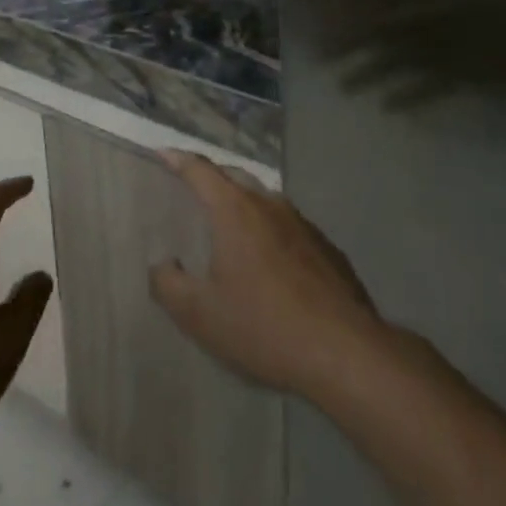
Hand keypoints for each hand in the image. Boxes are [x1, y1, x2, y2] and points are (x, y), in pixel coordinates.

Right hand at [149, 151, 380, 397]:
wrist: (345, 351)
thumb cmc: (264, 326)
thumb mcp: (201, 315)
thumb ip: (169, 286)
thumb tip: (160, 266)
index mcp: (234, 210)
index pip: (199, 170)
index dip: (178, 159)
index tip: (162, 153)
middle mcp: (269, 204)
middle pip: (234, 176)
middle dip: (211, 177)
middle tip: (193, 188)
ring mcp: (302, 223)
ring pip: (265, 199)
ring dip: (244, 203)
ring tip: (231, 224)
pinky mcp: (326, 247)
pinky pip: (289, 225)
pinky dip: (271, 229)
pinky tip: (271, 260)